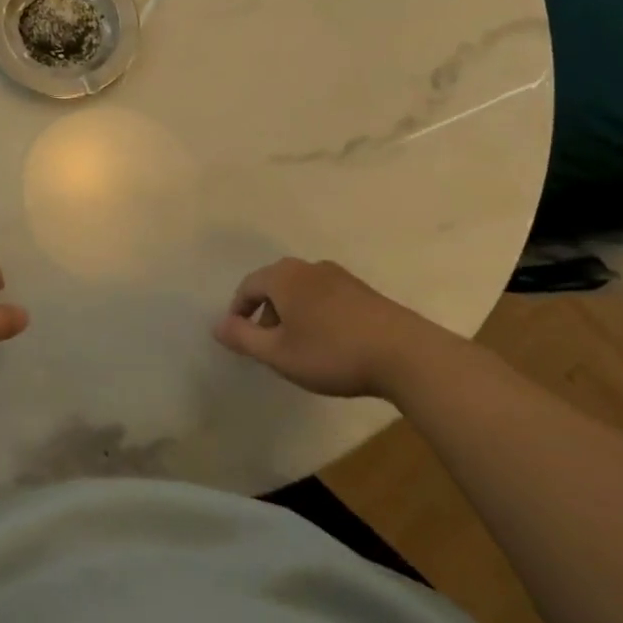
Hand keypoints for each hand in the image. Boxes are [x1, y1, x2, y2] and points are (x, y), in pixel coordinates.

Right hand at [213, 257, 449, 398]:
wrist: (406, 354)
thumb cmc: (332, 352)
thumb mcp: (279, 353)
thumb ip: (243, 338)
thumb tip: (216, 325)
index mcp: (283, 277)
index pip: (248, 286)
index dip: (238, 310)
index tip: (239, 336)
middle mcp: (308, 267)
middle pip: (275, 284)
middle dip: (266, 312)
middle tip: (268, 344)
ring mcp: (339, 276)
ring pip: (302, 290)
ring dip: (292, 313)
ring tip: (299, 346)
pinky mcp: (364, 291)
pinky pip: (326, 296)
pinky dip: (317, 313)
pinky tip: (330, 341)